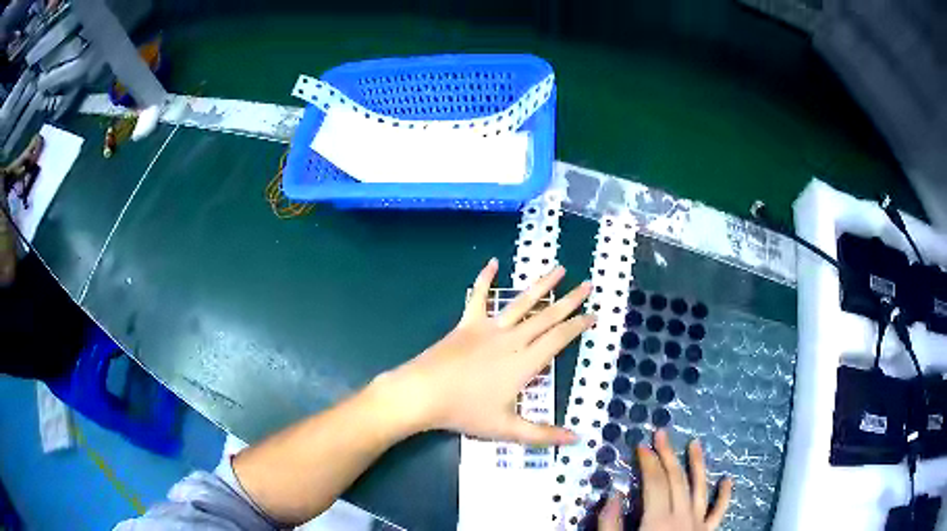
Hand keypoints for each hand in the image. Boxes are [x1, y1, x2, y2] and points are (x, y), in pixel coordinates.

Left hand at [379, 258, 593, 445]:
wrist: (424, 393)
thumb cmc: (465, 412)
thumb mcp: (507, 428)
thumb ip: (543, 434)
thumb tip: (577, 439)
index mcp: (525, 363)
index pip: (559, 339)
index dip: (578, 326)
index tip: (593, 314)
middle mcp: (512, 340)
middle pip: (547, 316)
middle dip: (570, 300)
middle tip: (588, 285)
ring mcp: (489, 328)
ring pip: (521, 302)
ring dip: (542, 284)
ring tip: (559, 268)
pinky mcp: (467, 324)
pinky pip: (478, 297)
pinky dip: (485, 278)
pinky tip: (493, 262)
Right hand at [598, 430, 732, 530]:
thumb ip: (611, 525)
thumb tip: (612, 496)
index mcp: (658, 521)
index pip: (654, 482)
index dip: (647, 462)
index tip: (640, 446)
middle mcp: (682, 517)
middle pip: (676, 479)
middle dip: (667, 455)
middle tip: (661, 434)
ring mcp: (698, 524)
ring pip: (700, 488)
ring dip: (698, 465)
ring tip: (695, 444)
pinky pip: (719, 512)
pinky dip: (725, 496)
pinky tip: (728, 480)